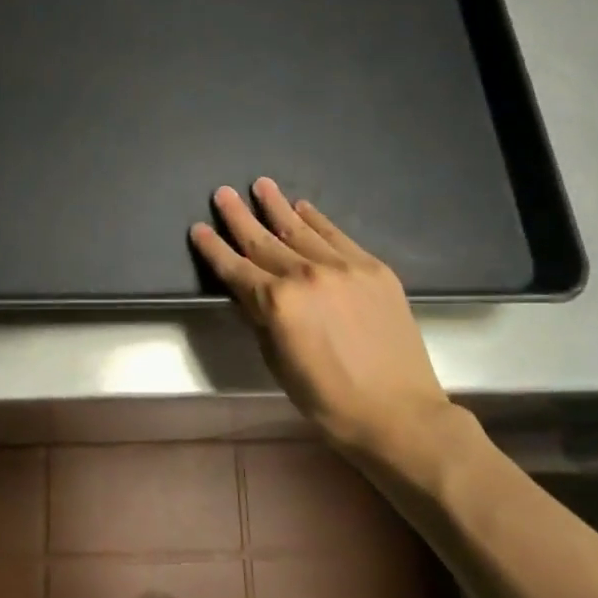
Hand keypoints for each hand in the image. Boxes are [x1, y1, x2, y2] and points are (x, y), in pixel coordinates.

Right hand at [191, 178, 459, 451]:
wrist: (399, 412)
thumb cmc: (329, 400)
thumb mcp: (278, 363)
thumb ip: (261, 319)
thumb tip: (249, 291)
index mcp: (278, 302)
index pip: (235, 268)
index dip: (214, 248)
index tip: (198, 228)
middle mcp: (307, 274)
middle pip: (264, 240)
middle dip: (239, 216)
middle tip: (222, 192)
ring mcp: (344, 267)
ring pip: (301, 229)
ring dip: (277, 206)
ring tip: (261, 185)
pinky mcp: (373, 268)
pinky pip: (337, 236)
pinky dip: (317, 220)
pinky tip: (303, 207)